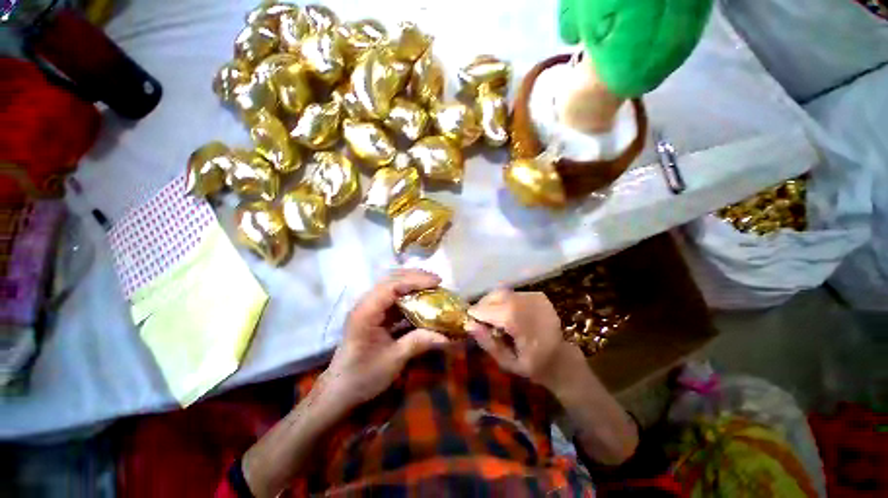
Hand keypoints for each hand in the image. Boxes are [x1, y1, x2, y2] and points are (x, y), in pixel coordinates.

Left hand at [318, 269, 449, 411]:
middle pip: (390, 280)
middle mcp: (365, 304)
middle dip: (415, 277)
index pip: (391, 286)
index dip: (415, 281)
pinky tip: (420, 299)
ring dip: (411, 283)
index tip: (437, 282)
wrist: (339, 390)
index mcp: (366, 312)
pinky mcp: (373, 314)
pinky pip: (392, 297)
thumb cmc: (363, 376)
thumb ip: (418, 343)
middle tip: (437, 281)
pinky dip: (408, 295)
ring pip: (391, 286)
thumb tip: (447, 336)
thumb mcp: (393, 360)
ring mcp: (368, 308)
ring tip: (431, 286)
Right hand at [467, 289, 582, 391]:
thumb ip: (487, 342)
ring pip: (503, 292)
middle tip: (479, 318)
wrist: (563, 359)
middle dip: (483, 305)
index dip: (476, 313)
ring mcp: (533, 297)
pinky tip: (507, 314)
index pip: (488, 309)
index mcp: (518, 321)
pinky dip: (505, 301)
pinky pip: (513, 294)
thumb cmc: (534, 366)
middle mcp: (526, 303)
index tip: (469, 319)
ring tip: (493, 316)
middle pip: (495, 296)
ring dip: (493, 302)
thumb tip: (468, 324)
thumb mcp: (507, 362)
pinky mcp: (538, 295)